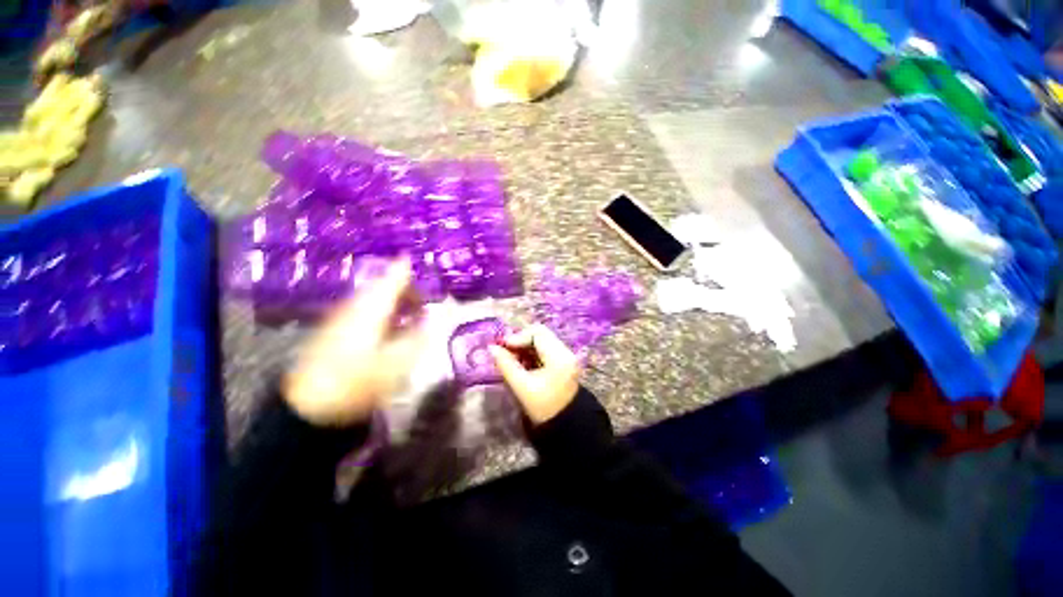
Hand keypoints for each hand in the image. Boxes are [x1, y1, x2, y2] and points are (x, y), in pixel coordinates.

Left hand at [284, 259, 424, 426]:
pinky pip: (363, 310)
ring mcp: (341, 317)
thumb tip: (430, 318)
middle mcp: (354, 306)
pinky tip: (389, 326)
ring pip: (371, 299)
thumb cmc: (357, 382)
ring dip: (393, 301)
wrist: (308, 407)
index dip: (406, 269)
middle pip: (381, 287)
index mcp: (371, 309)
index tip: (418, 261)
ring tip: (412, 314)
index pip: (392, 279)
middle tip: (424, 302)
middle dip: (404, 290)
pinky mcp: (334, 330)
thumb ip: (417, 336)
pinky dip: (381, 312)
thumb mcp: (398, 362)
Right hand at [489, 324, 579, 424]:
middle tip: (506, 351)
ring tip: (512, 358)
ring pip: (543, 340)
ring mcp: (567, 356)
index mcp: (559, 356)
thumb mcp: (521, 387)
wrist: (566, 426)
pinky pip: (547, 349)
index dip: (517, 337)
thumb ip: (506, 364)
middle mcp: (566, 352)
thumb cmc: (543, 408)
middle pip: (541, 334)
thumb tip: (492, 348)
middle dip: (521, 340)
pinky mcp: (565, 362)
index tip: (501, 348)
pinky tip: (523, 363)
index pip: (537, 333)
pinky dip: (533, 352)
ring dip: (526, 346)